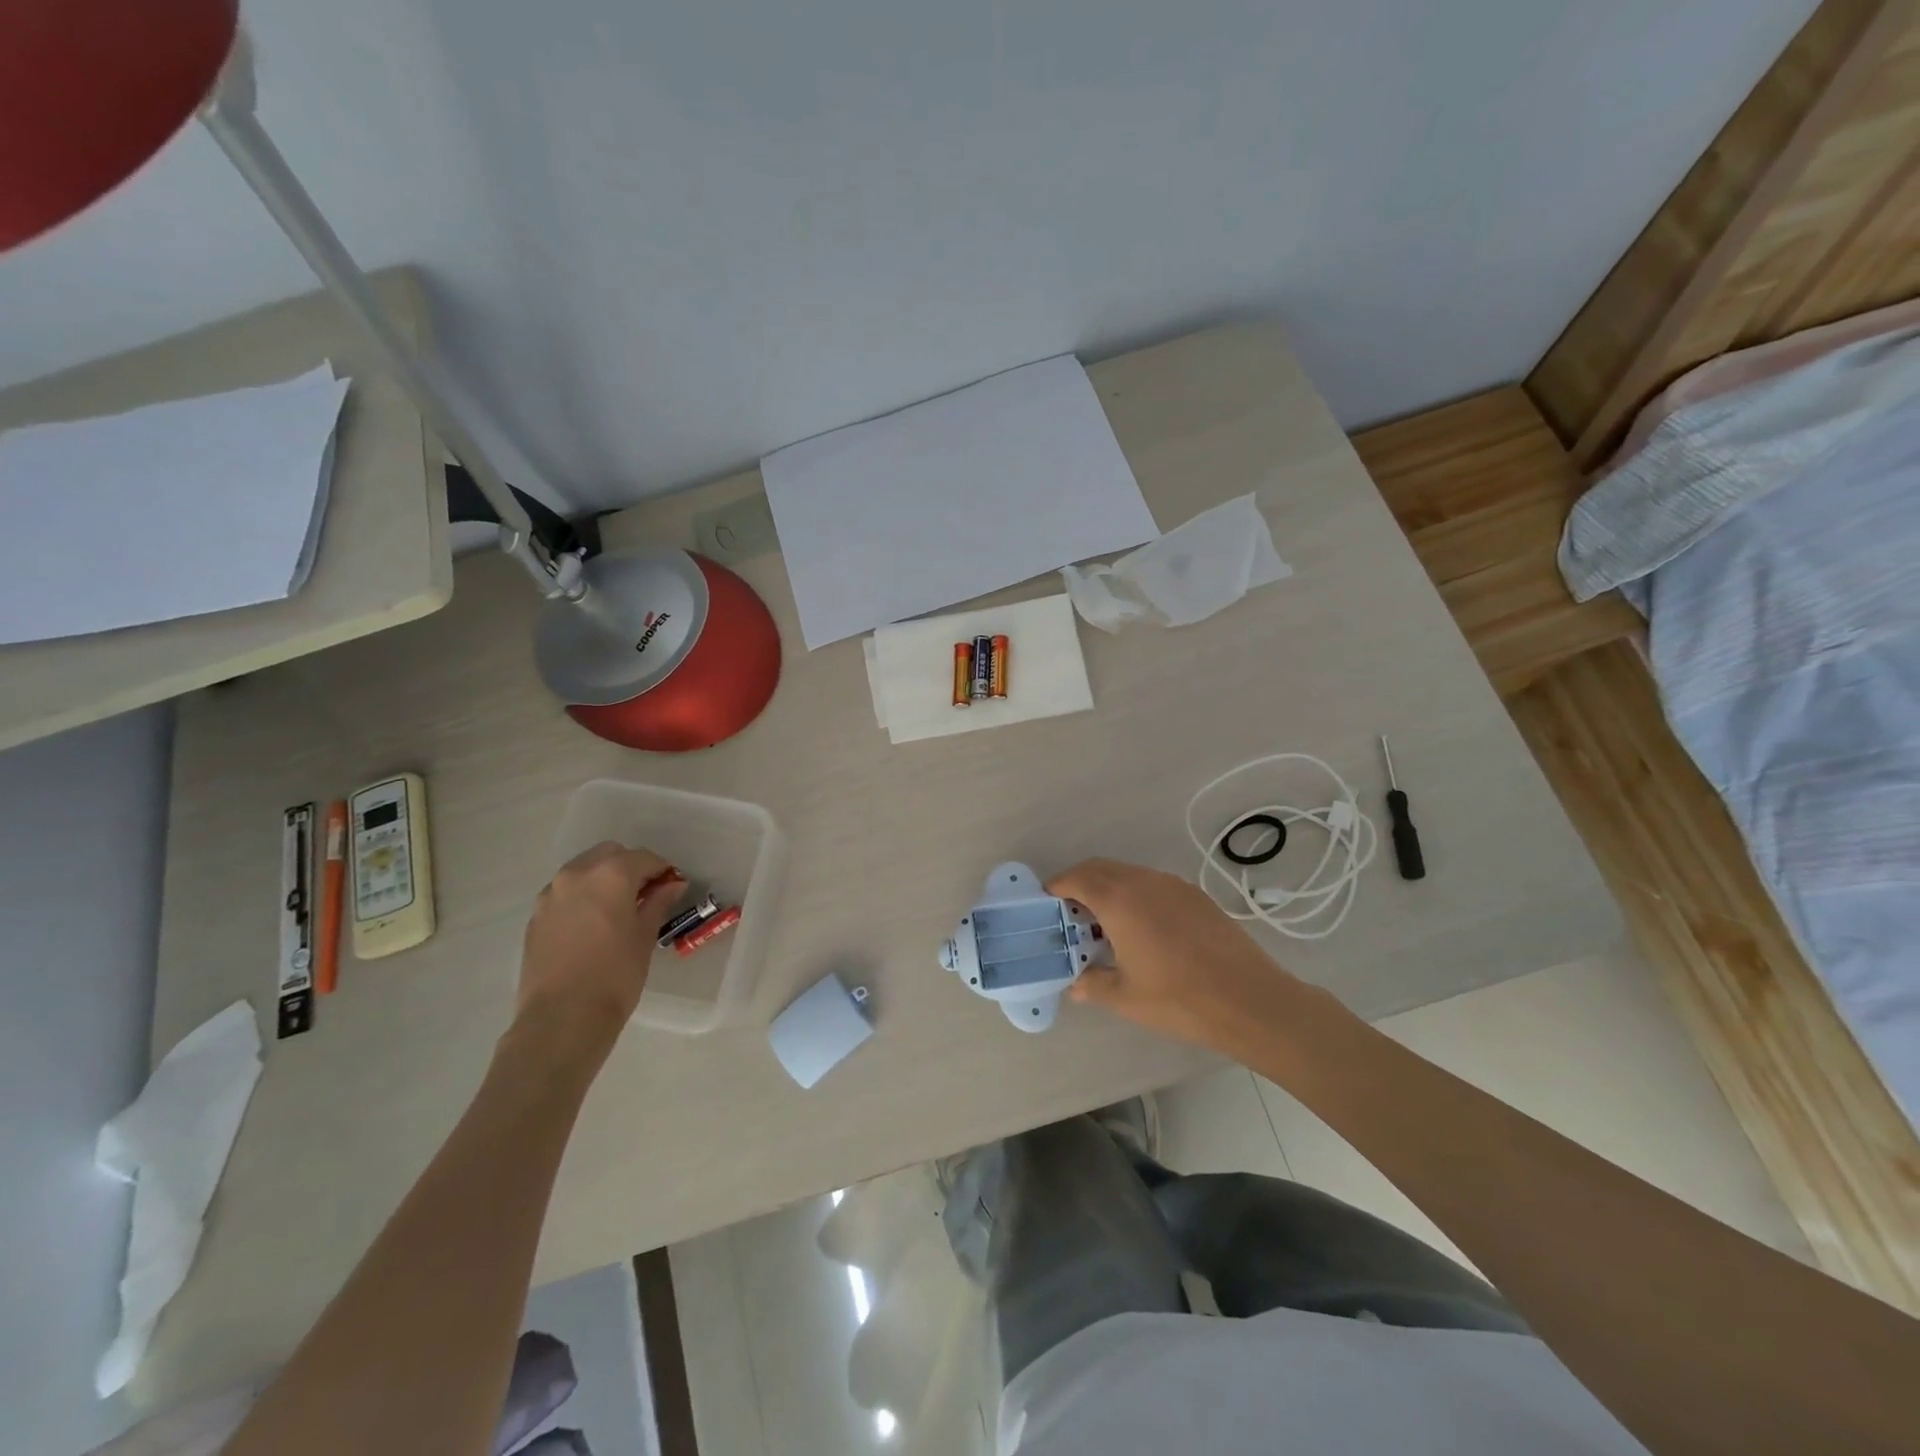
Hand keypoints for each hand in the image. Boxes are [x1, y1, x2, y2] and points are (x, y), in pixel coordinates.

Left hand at [512, 842, 684, 1061]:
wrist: (562, 1018)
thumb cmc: (615, 974)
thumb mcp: (645, 936)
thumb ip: (658, 902)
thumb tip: (672, 885)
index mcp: (610, 874)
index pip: (644, 858)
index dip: (662, 870)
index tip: (672, 886)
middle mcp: (577, 874)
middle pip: (610, 855)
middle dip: (630, 867)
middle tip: (646, 894)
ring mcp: (551, 895)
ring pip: (584, 871)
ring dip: (603, 879)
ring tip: (618, 909)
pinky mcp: (536, 917)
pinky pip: (566, 893)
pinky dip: (583, 897)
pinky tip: (593, 925)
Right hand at [1048, 858, 1314, 1057]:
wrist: (1250, 1000)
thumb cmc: (1178, 999)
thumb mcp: (1125, 997)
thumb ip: (1092, 985)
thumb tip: (1075, 984)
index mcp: (1119, 900)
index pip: (1076, 878)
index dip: (1056, 887)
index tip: (1047, 904)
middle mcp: (1143, 881)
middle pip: (1100, 868)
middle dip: (1079, 883)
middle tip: (1070, 914)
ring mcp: (1173, 885)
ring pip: (1128, 873)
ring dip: (1109, 888)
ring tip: (1105, 923)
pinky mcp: (1195, 895)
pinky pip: (1153, 884)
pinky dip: (1135, 894)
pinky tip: (1142, 928)